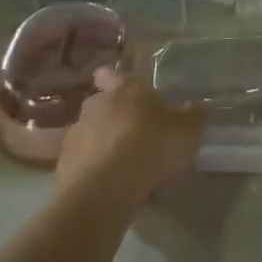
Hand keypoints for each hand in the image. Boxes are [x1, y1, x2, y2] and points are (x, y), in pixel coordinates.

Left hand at [57, 68, 205, 202]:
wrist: (105, 188)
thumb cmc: (151, 146)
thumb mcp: (188, 131)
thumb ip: (194, 117)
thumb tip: (197, 108)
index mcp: (124, 89)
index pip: (112, 74)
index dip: (116, 79)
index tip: (126, 92)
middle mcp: (96, 105)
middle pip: (102, 105)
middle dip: (116, 117)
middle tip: (138, 136)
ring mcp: (76, 135)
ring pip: (92, 134)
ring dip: (105, 145)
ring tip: (127, 168)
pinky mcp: (64, 165)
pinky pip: (84, 163)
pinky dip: (96, 170)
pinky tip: (113, 187)